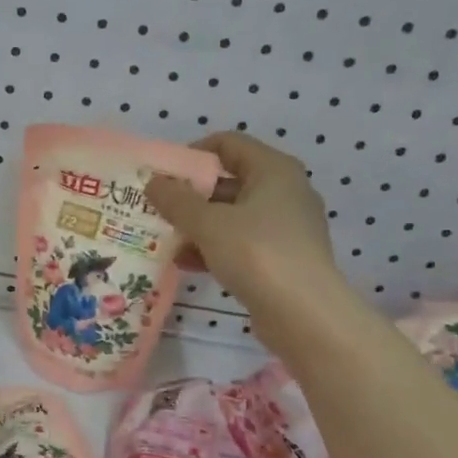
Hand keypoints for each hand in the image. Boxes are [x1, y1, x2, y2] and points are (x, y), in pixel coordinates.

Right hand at [146, 133, 343, 317]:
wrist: (304, 314)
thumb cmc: (256, 253)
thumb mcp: (207, 223)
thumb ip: (176, 200)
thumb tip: (153, 182)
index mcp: (274, 170)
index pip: (229, 143)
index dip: (193, 153)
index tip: (164, 174)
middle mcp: (285, 191)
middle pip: (229, 181)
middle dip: (191, 195)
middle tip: (157, 208)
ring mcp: (286, 227)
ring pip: (233, 216)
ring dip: (198, 225)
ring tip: (165, 238)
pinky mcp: (282, 258)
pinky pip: (241, 243)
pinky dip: (214, 248)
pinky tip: (186, 264)